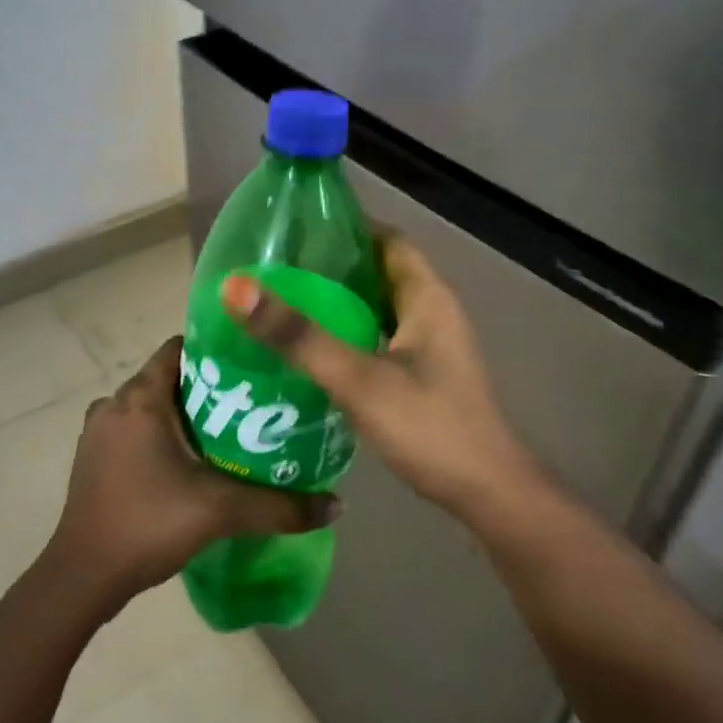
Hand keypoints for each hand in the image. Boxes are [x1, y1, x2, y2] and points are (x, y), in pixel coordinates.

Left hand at [44, 337, 339, 607]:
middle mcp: (114, 403)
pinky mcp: (93, 458)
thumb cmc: (148, 524)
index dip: (217, 352)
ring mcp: (98, 432)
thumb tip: (337, 506)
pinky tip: (191, 465)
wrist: (83, 576)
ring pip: (152, 407)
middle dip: (209, 390)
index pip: (180, 348)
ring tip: (228, 435)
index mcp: (140, 397)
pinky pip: (135, 431)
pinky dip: (162, 437)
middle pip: (169, 379)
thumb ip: (280, 507)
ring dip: (185, 416)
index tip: (253, 369)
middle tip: (252, 408)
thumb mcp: (221, 511)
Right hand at [221, 234, 544, 521]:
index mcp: (427, 297)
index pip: (386, 240)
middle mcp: (432, 313)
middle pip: (378, 273)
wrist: (486, 495)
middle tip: (276, 270)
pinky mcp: (424, 377)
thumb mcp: (358, 379)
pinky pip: (379, 340)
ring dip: (338, 304)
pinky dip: (348, 336)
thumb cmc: (428, 427)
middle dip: (331, 267)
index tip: (294, 230)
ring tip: (284, 307)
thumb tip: (236, 287)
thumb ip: (299, 336)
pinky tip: (313, 353)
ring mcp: (431, 347)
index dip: (345, 228)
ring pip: (377, 309)